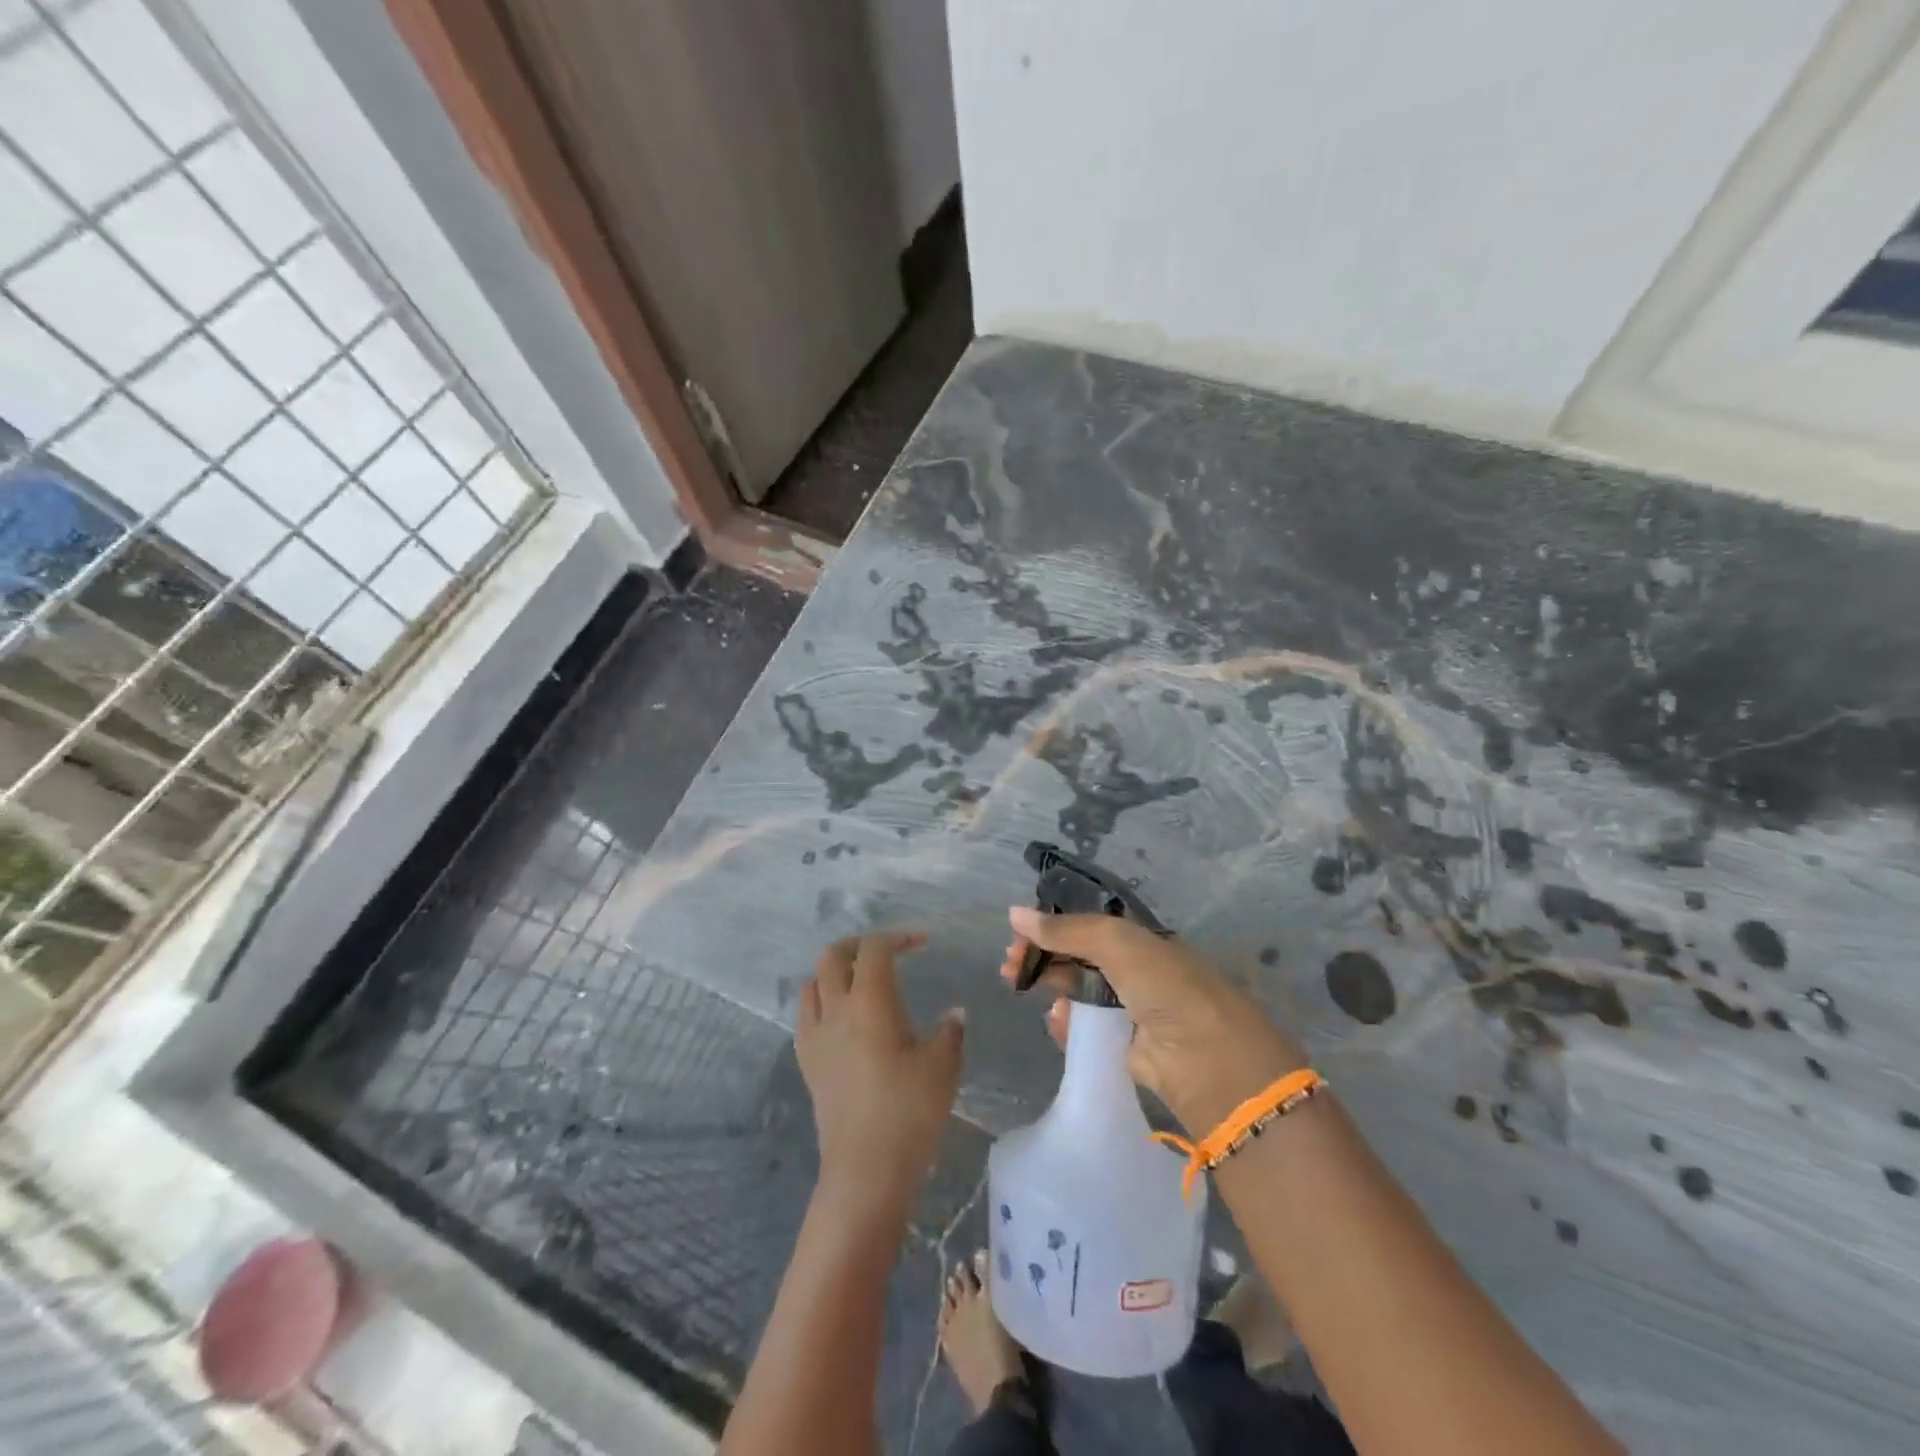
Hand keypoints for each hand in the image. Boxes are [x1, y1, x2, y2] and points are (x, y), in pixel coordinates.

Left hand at [798, 932, 964, 1212]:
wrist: (865, 1171)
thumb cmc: (909, 1112)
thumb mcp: (943, 1067)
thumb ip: (950, 1032)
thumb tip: (954, 1014)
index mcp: (870, 1002)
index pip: (874, 949)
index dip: (897, 937)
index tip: (922, 944)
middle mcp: (836, 1010)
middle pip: (833, 956)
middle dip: (859, 944)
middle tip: (887, 952)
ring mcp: (815, 1037)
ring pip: (813, 983)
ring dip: (836, 971)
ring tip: (863, 982)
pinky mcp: (807, 1063)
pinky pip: (807, 1015)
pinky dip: (824, 1001)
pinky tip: (845, 1020)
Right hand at [1001, 908, 1306, 1133]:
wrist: (1205, 1059)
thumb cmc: (1164, 986)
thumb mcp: (1116, 943)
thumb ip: (1066, 929)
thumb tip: (1014, 913)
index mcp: (1139, 939)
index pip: (1086, 926)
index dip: (1051, 927)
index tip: (1018, 935)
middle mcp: (1135, 970)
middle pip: (1077, 957)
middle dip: (1042, 957)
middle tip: (1008, 966)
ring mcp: (1130, 1009)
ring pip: (1078, 992)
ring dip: (1050, 987)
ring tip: (1020, 989)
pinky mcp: (1124, 1046)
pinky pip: (1086, 1029)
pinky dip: (1067, 1024)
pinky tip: (1056, 1022)